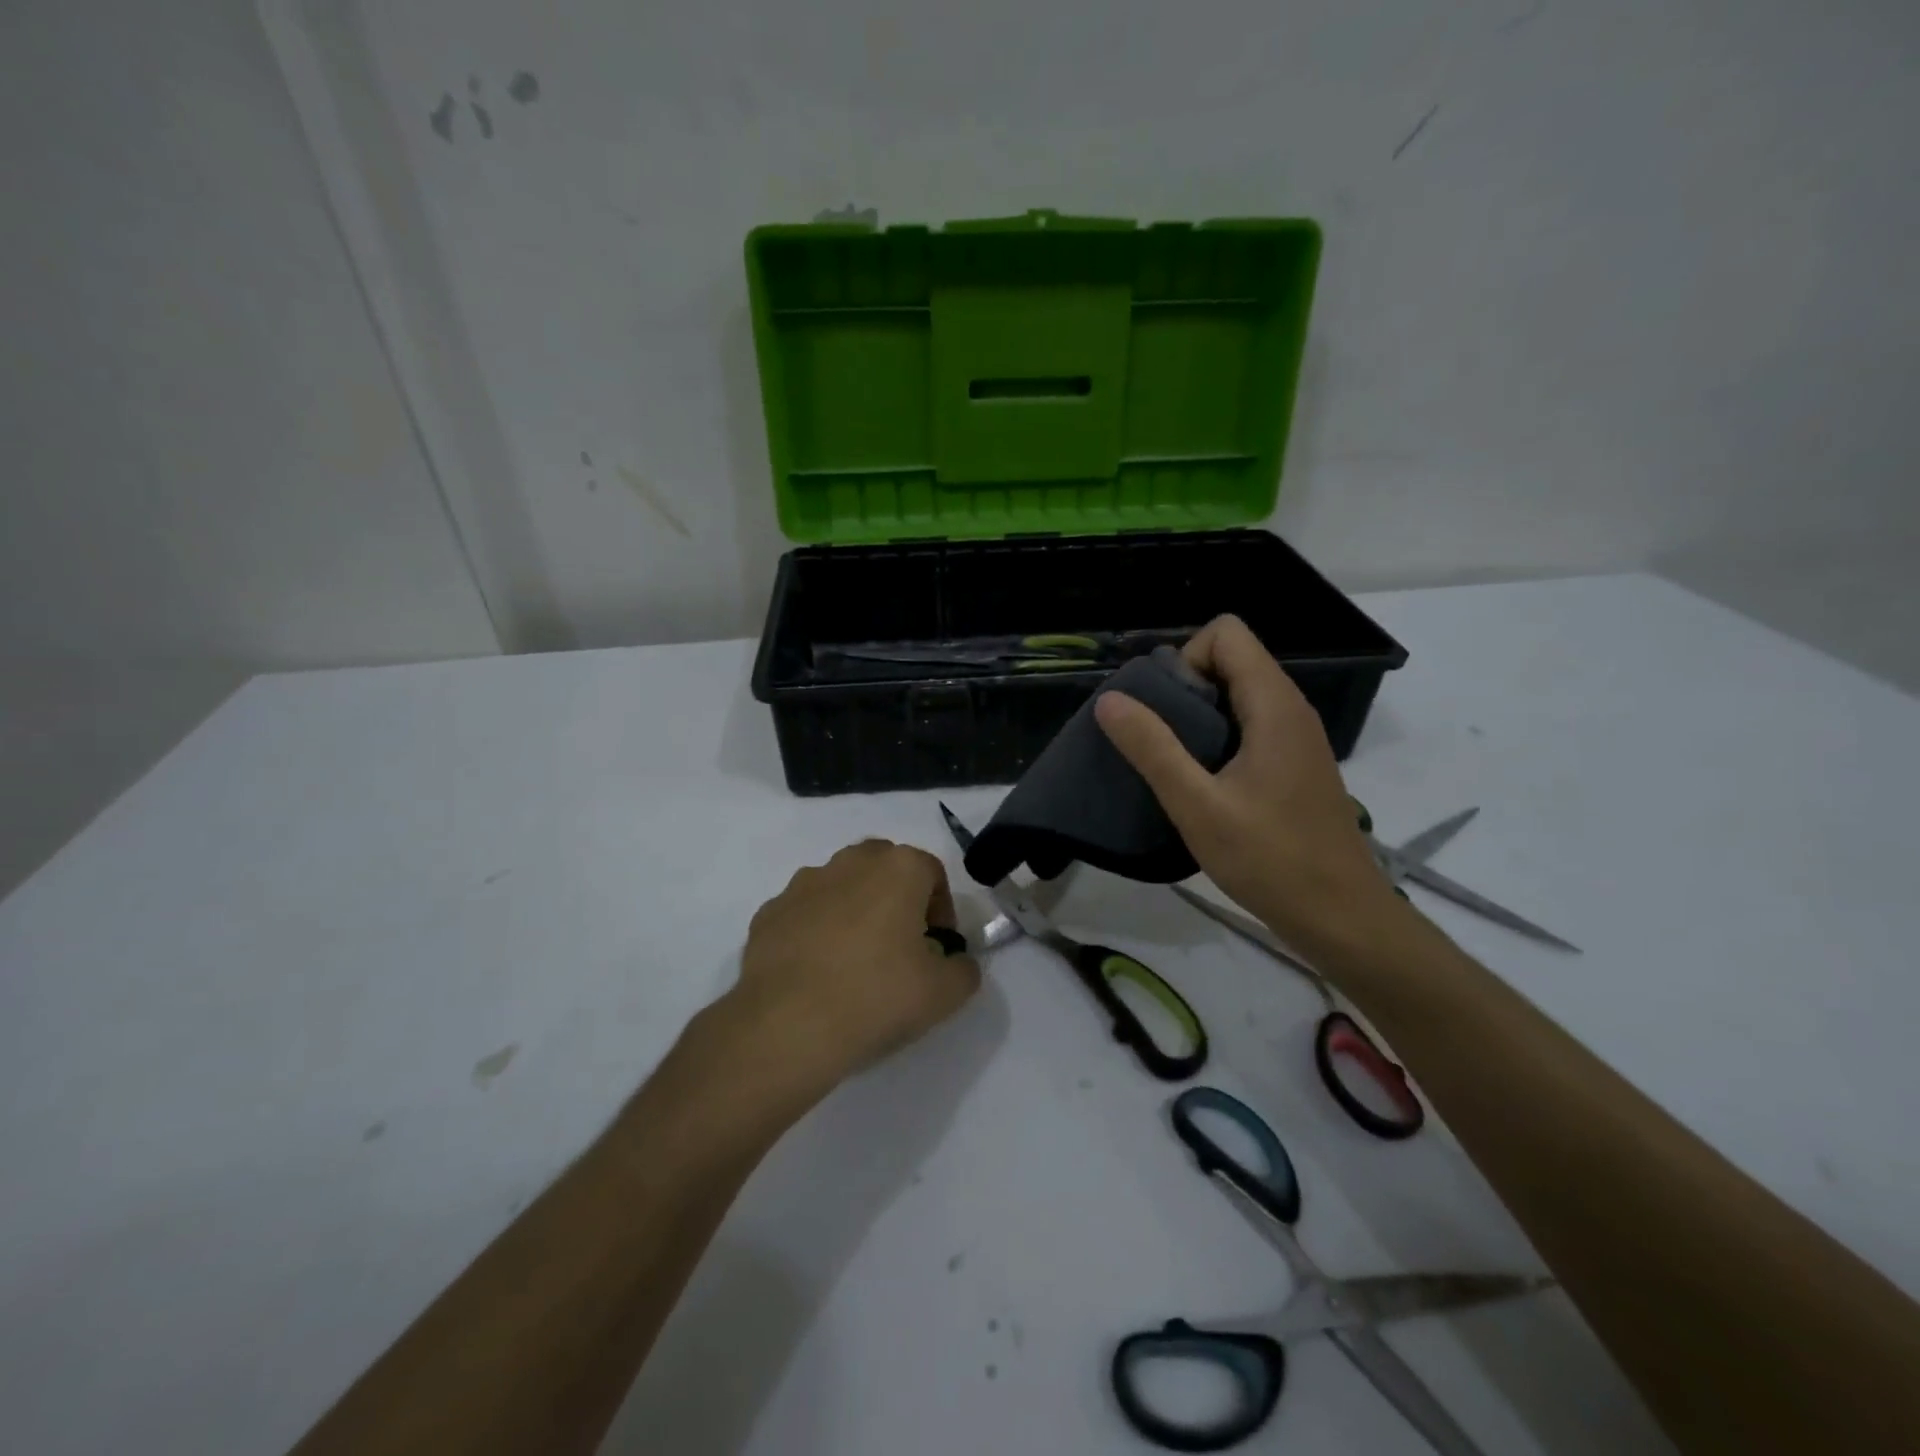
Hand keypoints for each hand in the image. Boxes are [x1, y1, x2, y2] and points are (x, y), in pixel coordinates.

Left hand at [730, 840, 980, 1095]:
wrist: (787, 1025)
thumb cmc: (876, 996)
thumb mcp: (945, 993)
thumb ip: (963, 969)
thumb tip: (955, 961)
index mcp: (898, 868)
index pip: (932, 873)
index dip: (941, 909)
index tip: (937, 948)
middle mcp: (850, 862)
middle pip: (884, 868)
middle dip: (897, 898)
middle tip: (900, 946)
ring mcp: (803, 884)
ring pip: (841, 886)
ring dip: (854, 910)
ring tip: (855, 962)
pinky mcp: (769, 912)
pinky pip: (804, 913)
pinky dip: (815, 931)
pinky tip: (817, 973)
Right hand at [1094, 615, 1402, 957]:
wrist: (1340, 916)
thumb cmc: (1270, 859)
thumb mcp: (1198, 806)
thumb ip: (1153, 748)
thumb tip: (1110, 700)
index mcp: (1273, 705)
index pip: (1226, 634)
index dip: (1186, 658)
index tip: (1164, 710)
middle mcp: (1290, 708)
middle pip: (1231, 659)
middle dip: (1184, 687)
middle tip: (1157, 740)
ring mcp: (1296, 736)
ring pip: (1238, 693)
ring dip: (1197, 715)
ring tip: (1171, 762)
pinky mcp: (1294, 763)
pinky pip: (1249, 723)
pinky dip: (1217, 737)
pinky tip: (1201, 782)